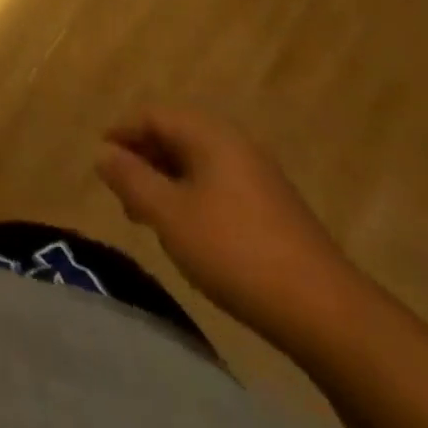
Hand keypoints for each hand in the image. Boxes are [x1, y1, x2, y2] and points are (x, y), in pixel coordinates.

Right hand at [97, 107, 359, 346]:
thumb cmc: (236, 251)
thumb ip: (131, 179)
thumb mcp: (169, 215)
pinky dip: (192, 197)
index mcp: (209, 133)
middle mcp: (234, 142)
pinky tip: (189, 233)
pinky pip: (217, 184)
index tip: (100, 163)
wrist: (327, 312)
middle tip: (122, 195)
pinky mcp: (272, 206)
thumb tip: (102, 152)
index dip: (121, 133)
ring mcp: (257, 174)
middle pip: (174, 135)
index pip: (152, 115)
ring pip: (196, 163)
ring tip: (150, 219)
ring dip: (166, 182)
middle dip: (143, 160)